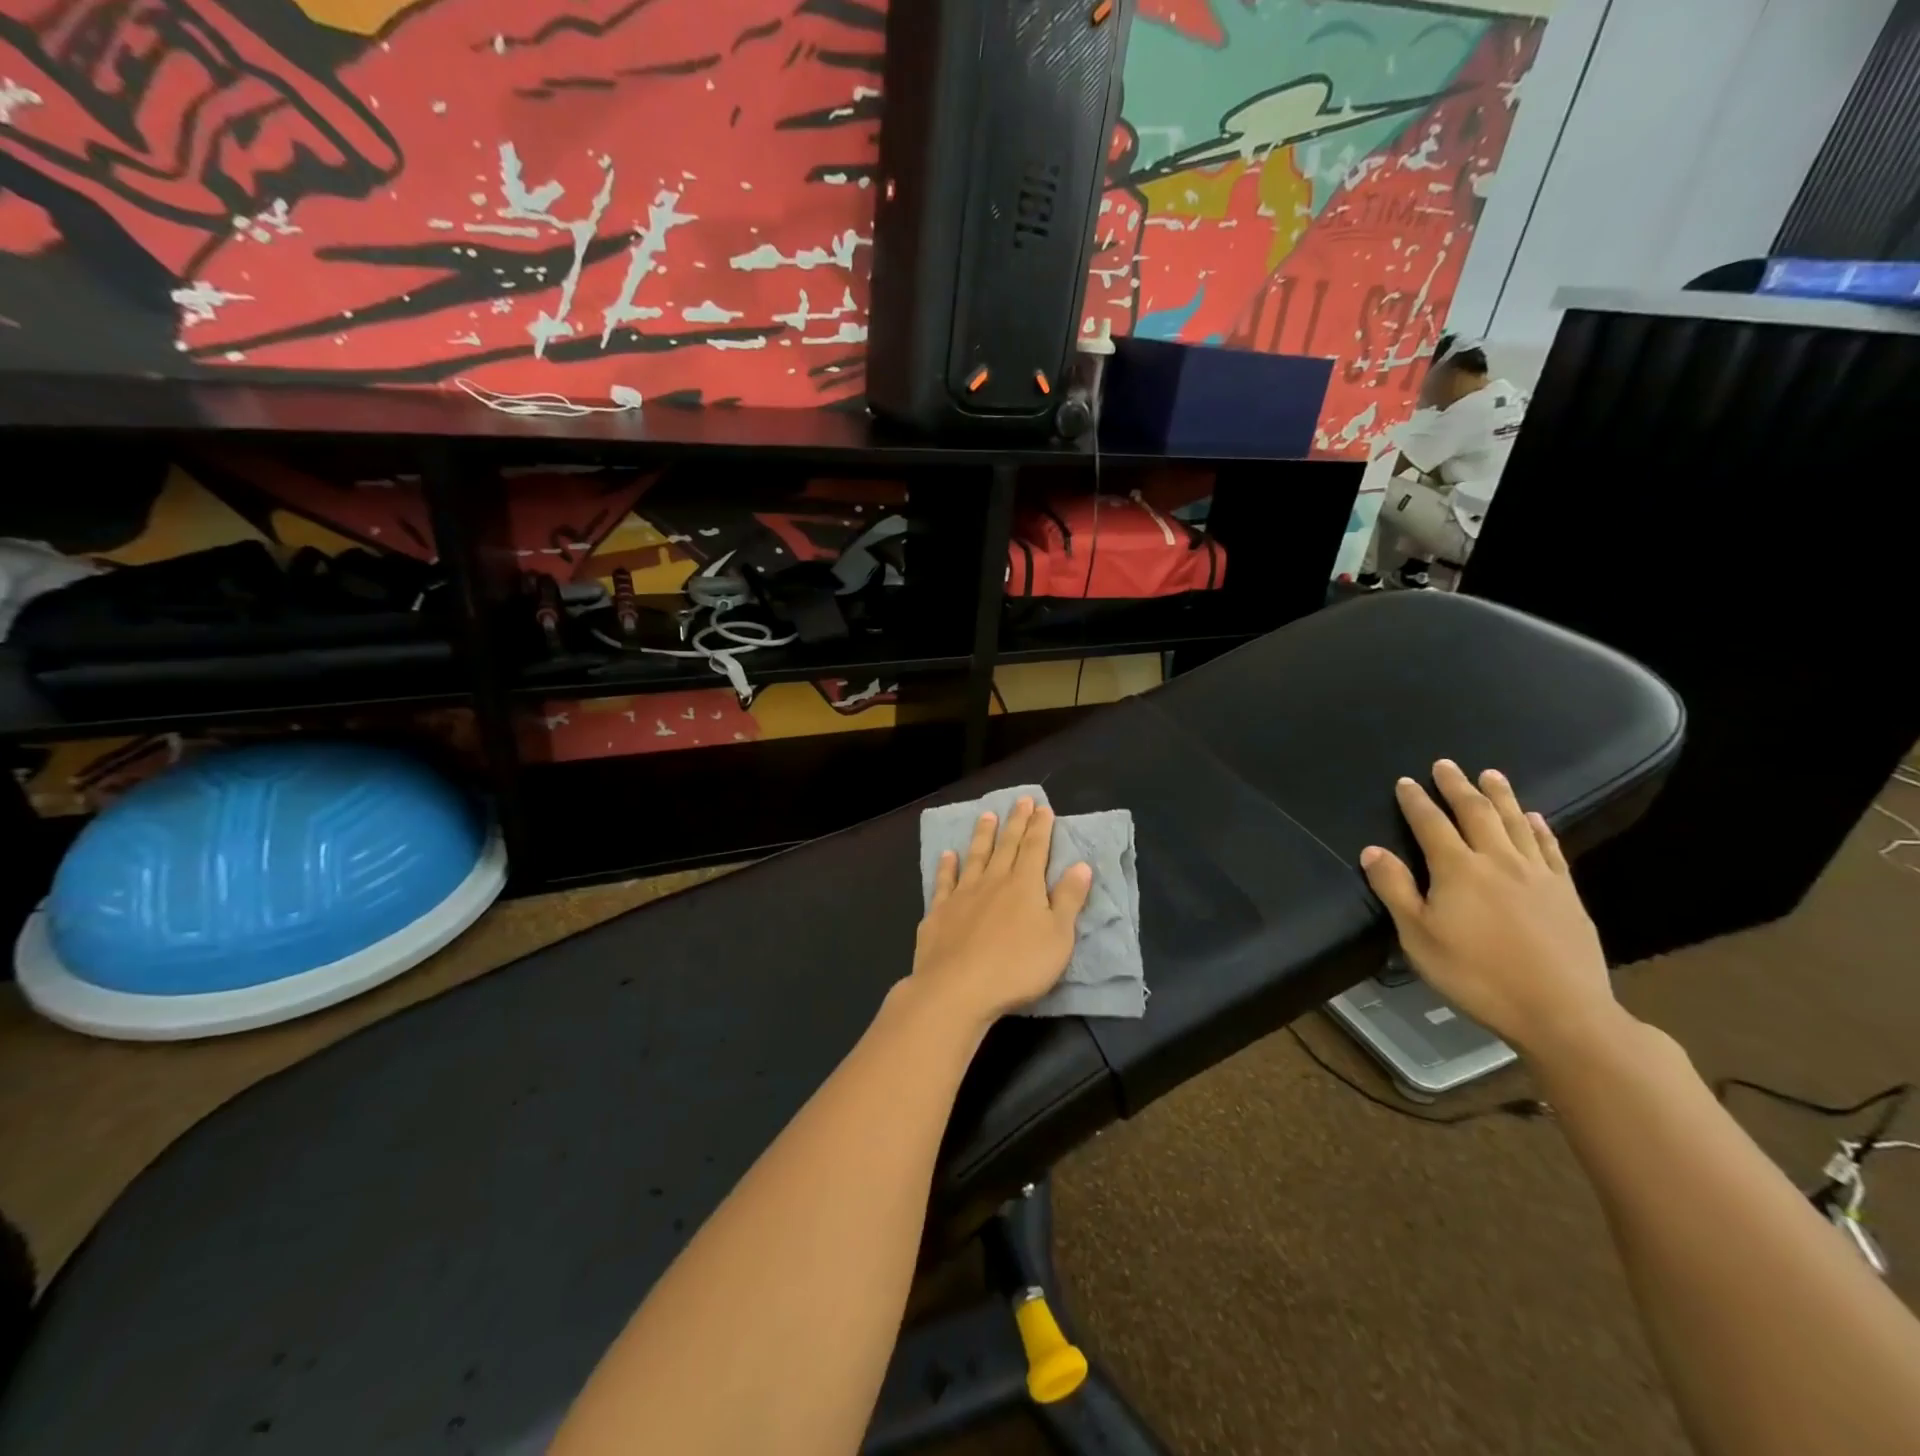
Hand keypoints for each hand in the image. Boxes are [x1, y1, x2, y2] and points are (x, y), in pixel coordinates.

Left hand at [912, 798, 1092, 1027]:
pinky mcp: (939, 912)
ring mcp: (963, 895)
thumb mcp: (1058, 937)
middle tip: (1020, 800)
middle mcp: (993, 881)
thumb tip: (1081, 865)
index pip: (1035, 848)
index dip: (1040, 827)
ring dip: (983, 835)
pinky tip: (947, 855)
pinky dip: (946, 866)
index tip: (1042, 806)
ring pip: (975, 857)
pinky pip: (944, 882)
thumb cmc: (1017, 966)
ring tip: (986, 815)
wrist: (957, 988)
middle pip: (1006, 845)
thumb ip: (1069, 899)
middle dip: (1015, 822)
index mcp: (1024, 885)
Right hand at [1359, 760, 1618, 1055]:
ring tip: (1491, 775)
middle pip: (1475, 813)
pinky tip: (1534, 818)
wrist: (1562, 1012)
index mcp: (1457, 870)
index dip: (1416, 801)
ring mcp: (1537, 875)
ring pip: (1515, 823)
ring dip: (1500, 796)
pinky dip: (1539, 828)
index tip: (1406, 781)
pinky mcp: (1566, 893)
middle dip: (1457, 787)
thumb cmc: (1476, 975)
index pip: (1430, 824)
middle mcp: (1497, 861)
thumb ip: (1395, 890)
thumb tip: (1372, 850)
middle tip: (1446, 764)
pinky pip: (1551, 849)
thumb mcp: (1419, 938)